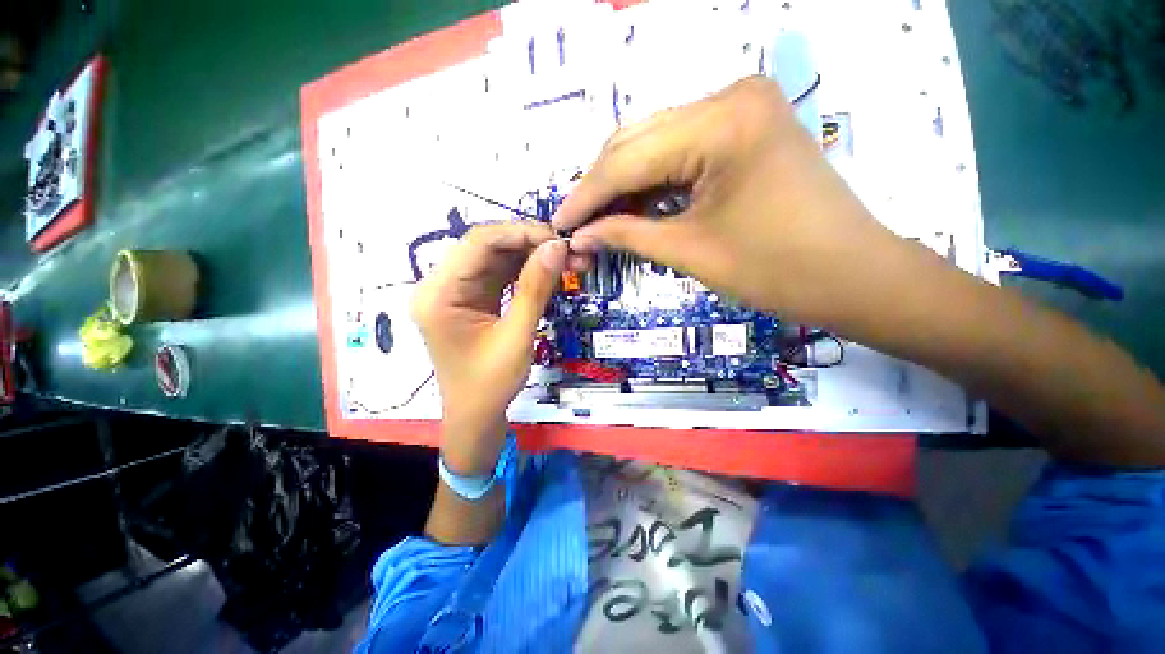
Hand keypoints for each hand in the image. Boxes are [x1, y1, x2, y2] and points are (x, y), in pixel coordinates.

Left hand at [411, 222, 573, 472]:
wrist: (476, 416)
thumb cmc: (491, 384)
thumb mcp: (517, 337)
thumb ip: (535, 289)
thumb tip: (557, 247)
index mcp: (439, 294)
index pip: (478, 243)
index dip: (520, 233)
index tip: (558, 239)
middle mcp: (440, 285)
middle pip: (486, 247)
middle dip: (529, 244)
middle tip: (568, 250)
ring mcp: (455, 291)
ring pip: (496, 258)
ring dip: (531, 256)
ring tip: (566, 260)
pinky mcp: (470, 299)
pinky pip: (499, 274)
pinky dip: (525, 271)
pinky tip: (549, 272)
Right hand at [553, 76, 897, 325]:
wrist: (854, 276)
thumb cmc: (777, 271)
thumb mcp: (690, 251)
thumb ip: (627, 235)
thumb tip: (580, 236)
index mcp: (722, 122)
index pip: (627, 158)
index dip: (586, 196)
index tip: (558, 224)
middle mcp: (730, 97)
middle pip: (637, 142)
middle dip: (601, 188)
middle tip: (575, 225)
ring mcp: (741, 108)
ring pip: (655, 145)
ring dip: (623, 185)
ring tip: (597, 221)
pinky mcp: (745, 129)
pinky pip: (681, 152)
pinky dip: (652, 182)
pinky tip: (632, 207)